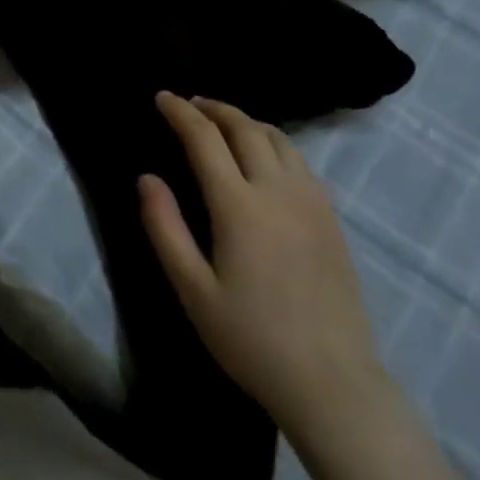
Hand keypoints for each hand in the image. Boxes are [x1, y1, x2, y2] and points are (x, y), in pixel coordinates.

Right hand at [140, 93, 386, 437]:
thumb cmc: (251, 339)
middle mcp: (278, 190)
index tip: (162, 97)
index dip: (181, 112)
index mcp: (239, 206)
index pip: (205, 138)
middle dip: (214, 108)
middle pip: (245, 128)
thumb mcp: (193, 290)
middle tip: (190, 103)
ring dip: (246, 121)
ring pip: (279, 139)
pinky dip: (274, 144)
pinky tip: (264, 159)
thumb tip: (147, 178)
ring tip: (224, 124)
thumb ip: (165, 228)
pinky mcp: (331, 218)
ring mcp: (312, 202)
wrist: (332, 382)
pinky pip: (300, 162)